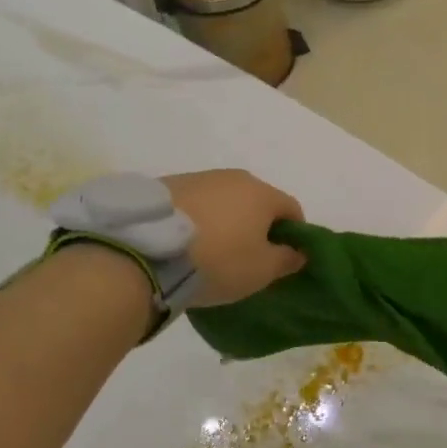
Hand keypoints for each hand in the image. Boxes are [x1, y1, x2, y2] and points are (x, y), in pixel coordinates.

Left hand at [163, 169, 306, 307]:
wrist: (147, 252)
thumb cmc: (218, 261)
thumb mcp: (262, 270)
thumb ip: (287, 259)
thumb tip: (299, 252)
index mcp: (262, 193)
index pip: (291, 209)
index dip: (294, 234)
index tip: (283, 258)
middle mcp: (233, 177)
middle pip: (256, 201)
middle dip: (257, 226)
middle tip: (247, 257)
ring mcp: (197, 178)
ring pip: (224, 200)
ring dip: (225, 221)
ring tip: (211, 251)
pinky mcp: (165, 186)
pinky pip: (194, 204)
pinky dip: (197, 220)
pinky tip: (185, 244)